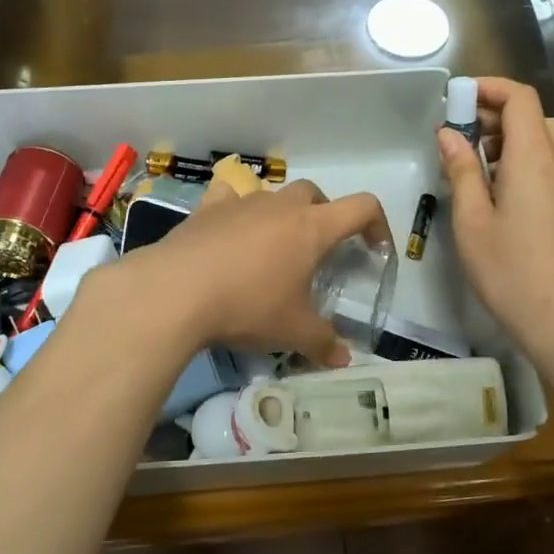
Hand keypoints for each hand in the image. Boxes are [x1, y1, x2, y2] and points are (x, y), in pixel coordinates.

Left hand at [116, 178, 389, 365]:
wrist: (175, 291)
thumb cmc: (247, 306)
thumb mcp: (292, 332)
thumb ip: (323, 343)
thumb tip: (344, 359)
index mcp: (312, 228)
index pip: (362, 206)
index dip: (377, 223)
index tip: (375, 249)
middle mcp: (280, 205)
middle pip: (315, 194)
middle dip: (325, 216)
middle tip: (318, 252)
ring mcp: (241, 202)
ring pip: (273, 194)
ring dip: (281, 214)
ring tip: (272, 247)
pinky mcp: (206, 209)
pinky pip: (229, 197)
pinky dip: (236, 209)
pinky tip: (229, 231)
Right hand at [437, 77, 553, 358]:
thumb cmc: (508, 270)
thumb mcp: (471, 220)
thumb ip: (461, 170)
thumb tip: (449, 133)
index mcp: (533, 158)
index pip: (520, 98)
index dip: (489, 89)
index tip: (456, 101)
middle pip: (534, 115)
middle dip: (496, 114)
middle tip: (461, 137)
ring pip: (546, 139)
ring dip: (511, 138)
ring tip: (477, 165)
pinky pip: (551, 163)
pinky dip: (525, 159)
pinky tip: (499, 192)